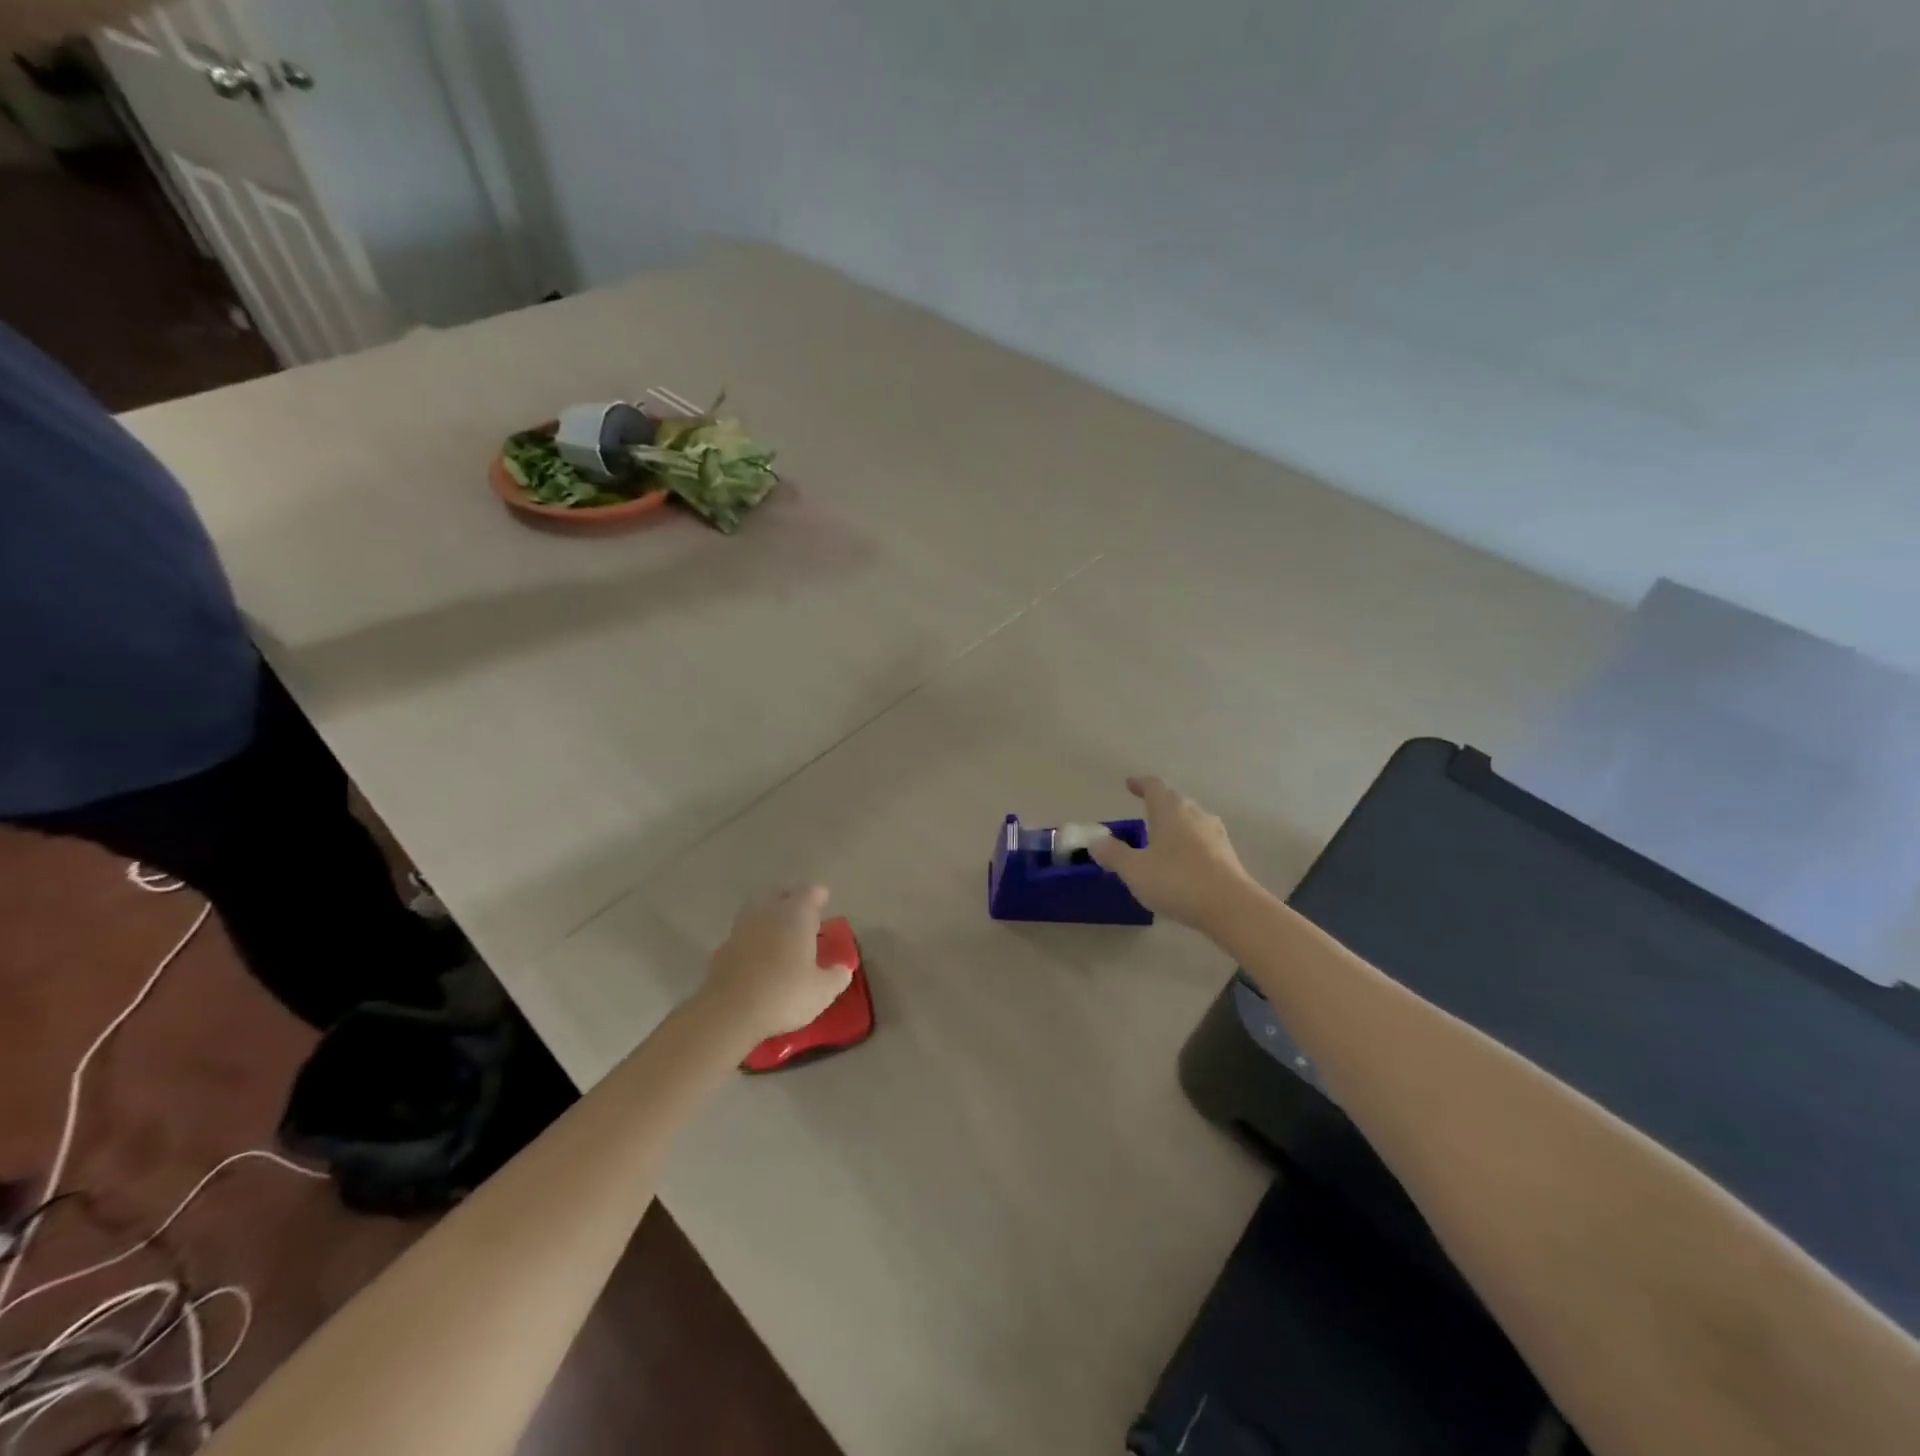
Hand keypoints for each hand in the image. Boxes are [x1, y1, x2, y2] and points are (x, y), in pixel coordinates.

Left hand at [697, 886, 852, 1046]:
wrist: (728, 1012)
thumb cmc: (783, 994)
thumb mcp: (822, 991)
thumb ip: (837, 976)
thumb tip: (843, 968)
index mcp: (796, 914)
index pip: (810, 891)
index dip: (819, 896)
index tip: (824, 903)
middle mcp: (767, 912)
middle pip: (780, 894)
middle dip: (791, 901)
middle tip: (802, 917)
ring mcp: (741, 928)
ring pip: (757, 911)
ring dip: (769, 918)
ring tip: (780, 937)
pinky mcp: (722, 948)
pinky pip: (742, 935)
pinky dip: (752, 940)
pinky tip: (758, 958)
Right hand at [1089, 776, 1254, 931]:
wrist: (1232, 908)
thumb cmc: (1177, 881)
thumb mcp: (1134, 870)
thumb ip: (1113, 854)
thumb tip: (1095, 841)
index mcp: (1170, 809)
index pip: (1154, 786)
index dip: (1140, 784)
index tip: (1130, 784)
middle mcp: (1195, 814)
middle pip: (1175, 800)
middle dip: (1158, 803)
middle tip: (1143, 810)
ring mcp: (1215, 834)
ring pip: (1190, 820)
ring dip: (1175, 824)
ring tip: (1160, 837)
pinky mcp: (1227, 855)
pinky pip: (1201, 840)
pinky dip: (1188, 843)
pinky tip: (1181, 862)